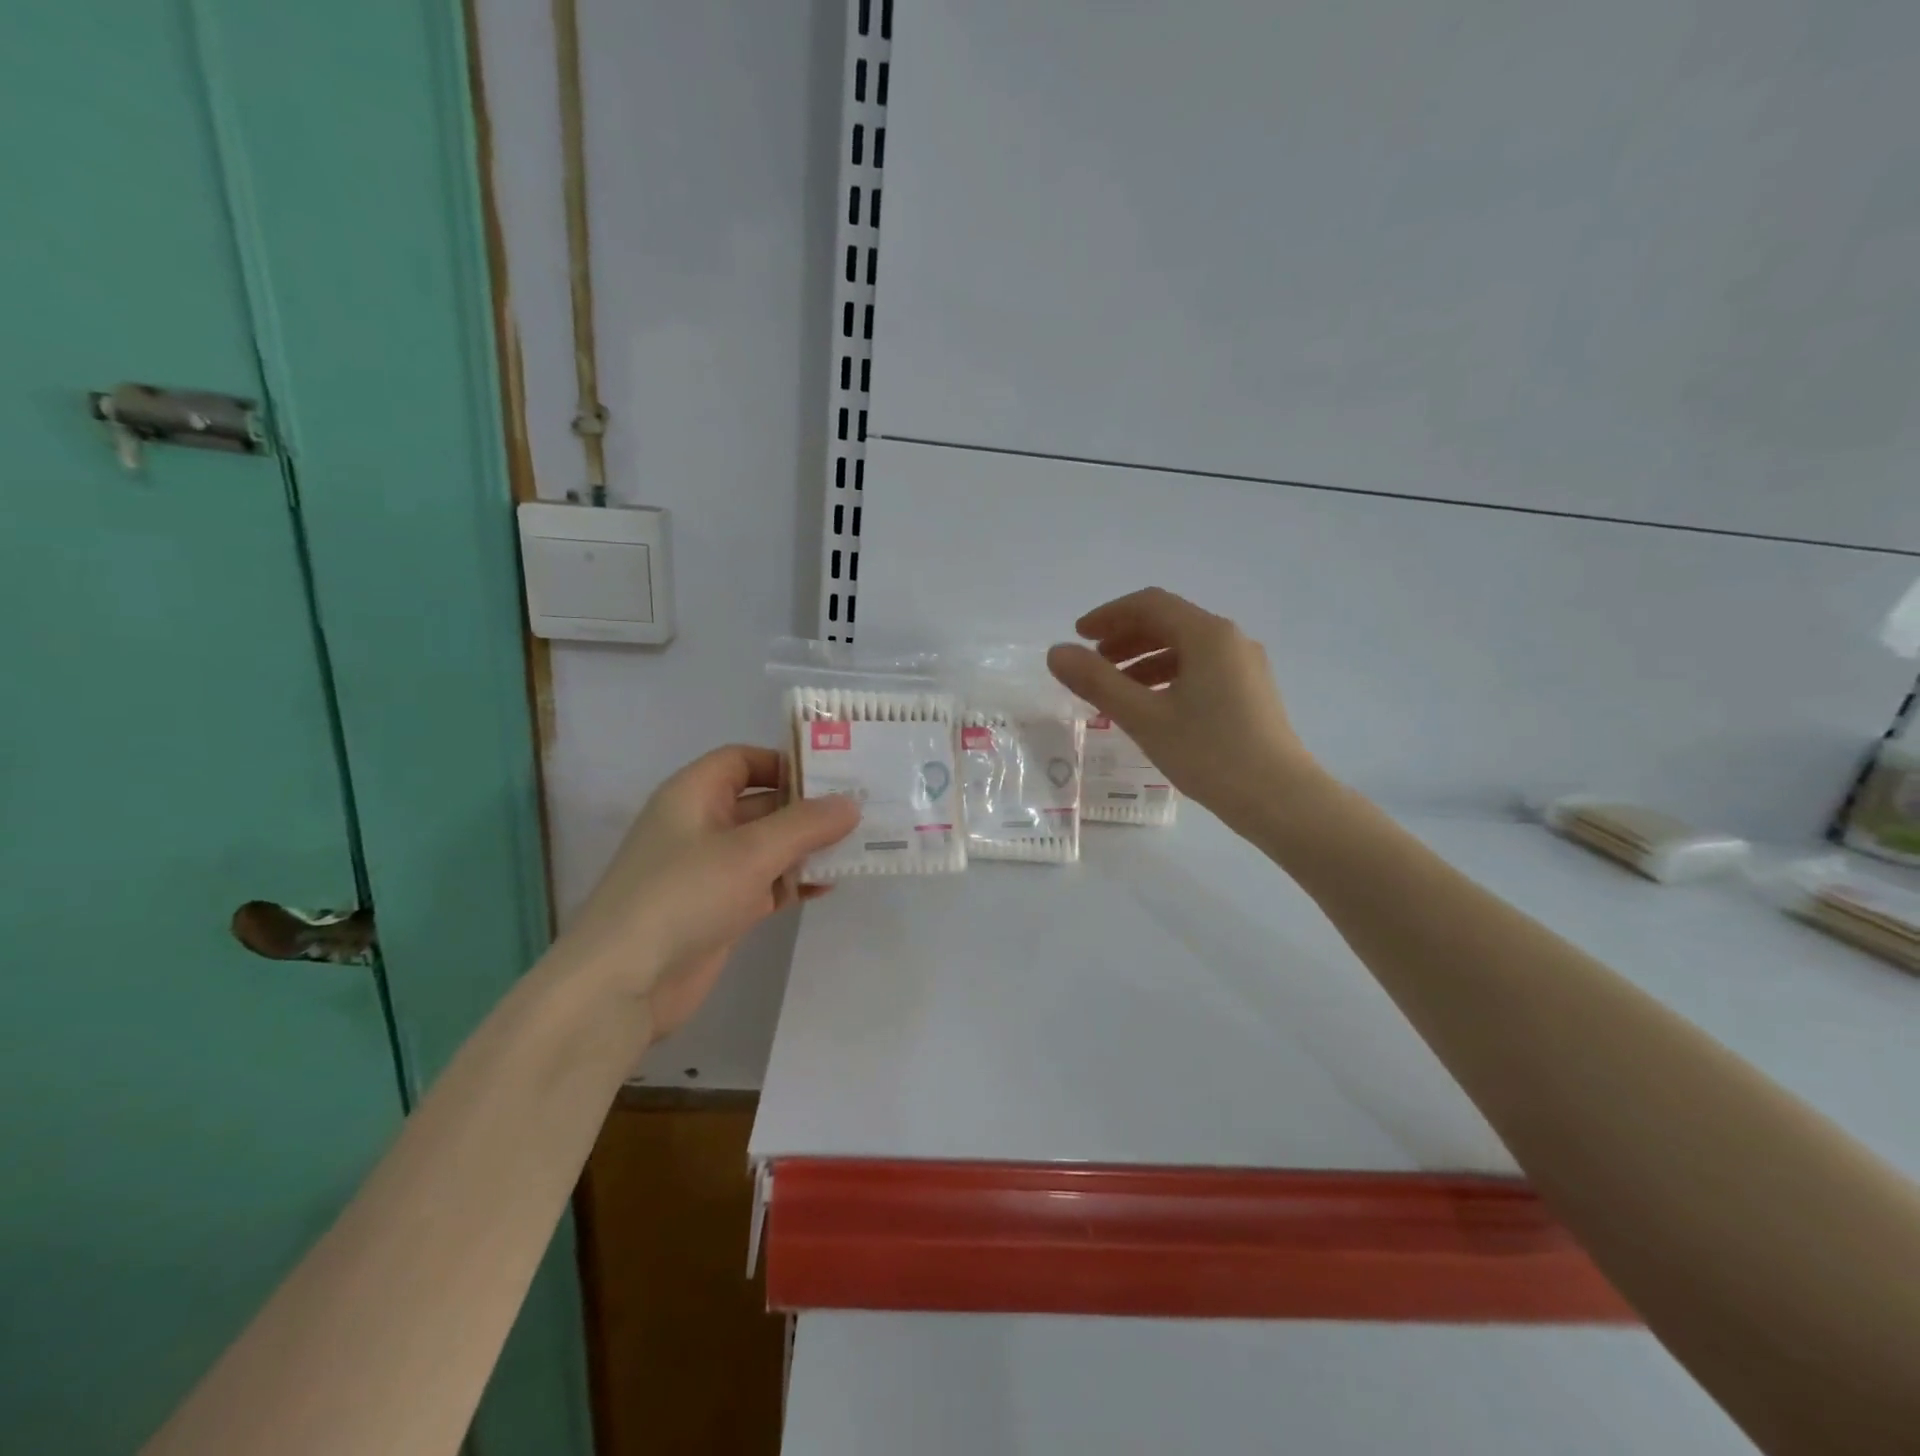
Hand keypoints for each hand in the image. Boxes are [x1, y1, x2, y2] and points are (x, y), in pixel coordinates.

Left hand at [558, 745, 859, 1038]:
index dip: (785, 762)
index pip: (743, 760)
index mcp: (694, 795)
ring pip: (768, 846)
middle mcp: (701, 825)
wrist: (624, 984)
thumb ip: (806, 824)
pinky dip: (795, 881)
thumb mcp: (751, 852)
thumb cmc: (684, 896)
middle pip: (762, 803)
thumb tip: (852, 803)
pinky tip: (830, 884)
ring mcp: (710, 870)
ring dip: (808, 846)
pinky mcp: (721, 909)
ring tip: (858, 845)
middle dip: (808, 807)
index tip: (834, 773)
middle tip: (862, 809)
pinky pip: (766, 883)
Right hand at [1047, 587, 1321, 828]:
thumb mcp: (1144, 717)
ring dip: (1144, 659)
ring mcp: (1244, 666)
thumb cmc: (1209, 753)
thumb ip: (1097, 682)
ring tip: (1114, 688)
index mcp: (1207, 635)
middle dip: (1125, 637)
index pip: (1149, 605)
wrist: (1280, 799)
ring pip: (1185, 648)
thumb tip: (1056, 652)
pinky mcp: (1250, 692)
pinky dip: (1167, 676)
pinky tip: (1151, 705)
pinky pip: (1200, 669)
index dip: (1109, 615)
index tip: (1078, 636)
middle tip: (1092, 662)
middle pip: (1169, 622)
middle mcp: (1230, 640)